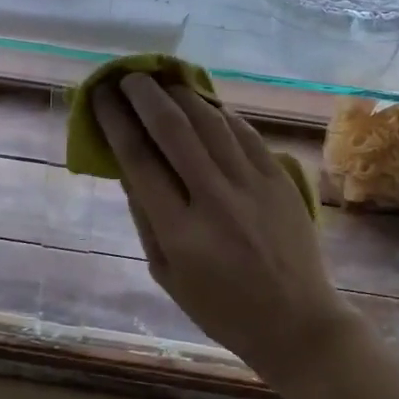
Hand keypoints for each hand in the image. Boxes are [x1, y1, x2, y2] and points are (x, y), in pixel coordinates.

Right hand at [90, 73, 360, 386]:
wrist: (297, 322)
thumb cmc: (222, 309)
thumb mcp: (167, 275)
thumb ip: (145, 218)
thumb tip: (126, 166)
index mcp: (180, 232)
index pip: (138, 159)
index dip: (114, 120)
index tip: (100, 96)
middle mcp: (215, 199)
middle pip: (173, 128)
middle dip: (144, 94)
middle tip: (129, 76)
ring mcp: (252, 185)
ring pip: (210, 121)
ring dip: (181, 94)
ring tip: (163, 82)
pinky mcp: (279, 179)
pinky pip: (244, 132)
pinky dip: (219, 112)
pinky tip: (204, 104)